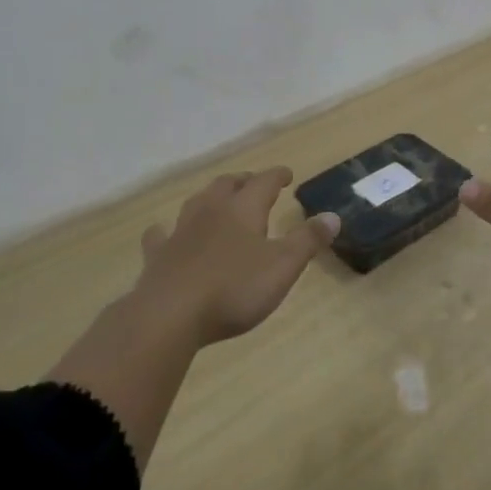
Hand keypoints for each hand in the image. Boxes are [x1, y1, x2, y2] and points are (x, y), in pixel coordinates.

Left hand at [133, 167, 338, 346]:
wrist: (169, 315)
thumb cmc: (234, 289)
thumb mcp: (283, 266)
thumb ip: (308, 240)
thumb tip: (333, 216)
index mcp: (243, 209)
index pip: (263, 182)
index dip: (277, 176)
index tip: (287, 174)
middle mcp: (211, 211)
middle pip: (227, 185)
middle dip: (243, 181)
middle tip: (253, 184)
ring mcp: (180, 231)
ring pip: (197, 203)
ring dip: (211, 198)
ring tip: (219, 201)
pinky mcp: (157, 256)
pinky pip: (161, 234)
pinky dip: (167, 230)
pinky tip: (165, 233)